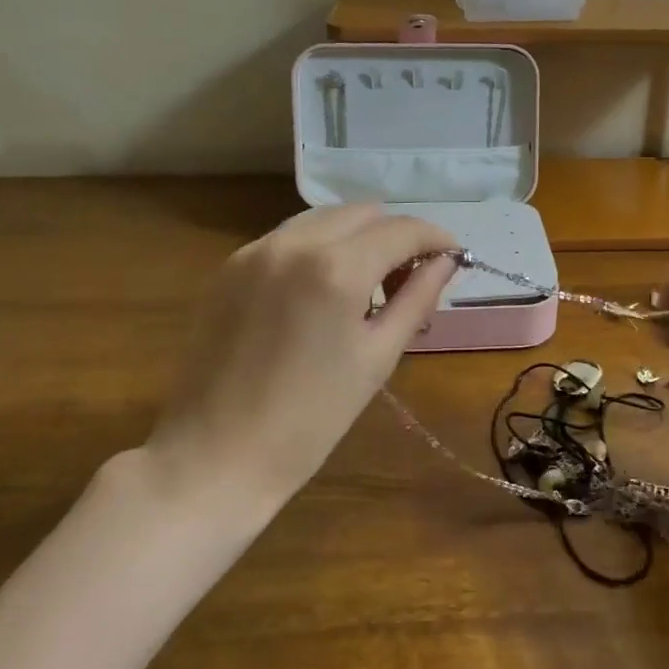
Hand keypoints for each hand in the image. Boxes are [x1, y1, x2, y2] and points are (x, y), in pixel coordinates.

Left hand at [145, 205, 456, 501]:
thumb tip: (445, 262)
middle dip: (395, 236)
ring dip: (356, 238)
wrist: (215, 455)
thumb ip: (416, 299)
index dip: (435, 238)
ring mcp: (255, 251)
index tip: (452, 257)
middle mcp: (294, 243)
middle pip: (363, 214)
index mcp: (335, 269)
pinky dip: (318, 249)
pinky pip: (288, 238)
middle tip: (408, 280)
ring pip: (324, 219)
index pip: (401, 230)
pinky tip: (320, 292)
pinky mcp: (230, 267)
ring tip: (366, 285)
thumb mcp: (377, 358)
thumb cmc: (310, 419)